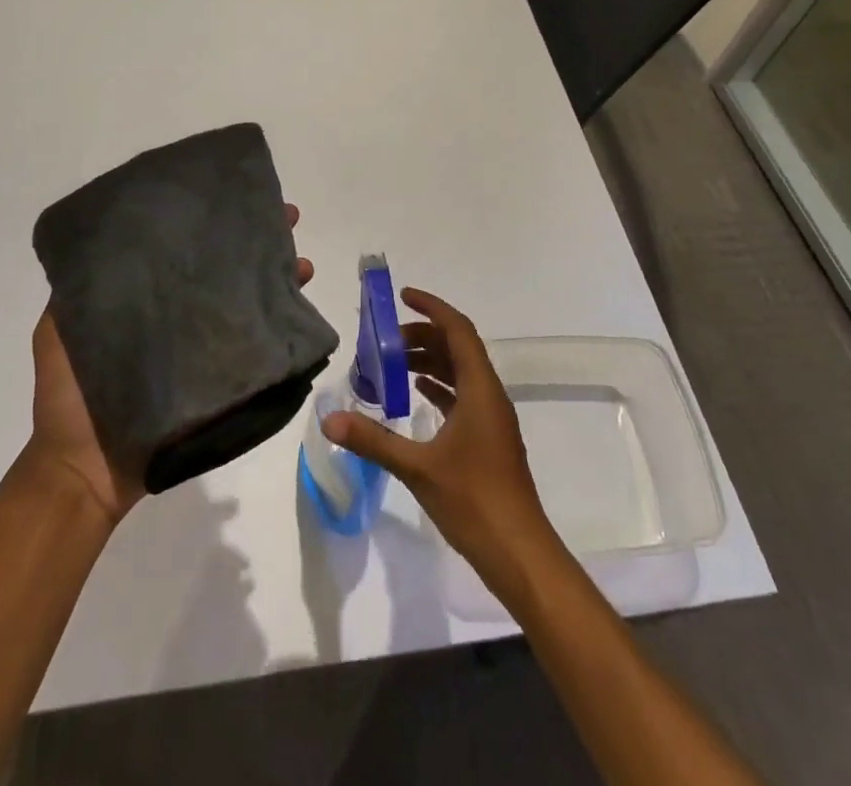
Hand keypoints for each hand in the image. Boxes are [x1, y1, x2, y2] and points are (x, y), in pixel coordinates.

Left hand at [25, 203, 315, 529]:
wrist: (83, 473)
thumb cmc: (68, 399)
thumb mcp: (58, 333)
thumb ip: (74, 295)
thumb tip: (98, 239)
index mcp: (148, 301)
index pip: (185, 250)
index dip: (210, 222)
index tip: (233, 196)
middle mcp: (181, 319)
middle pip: (225, 270)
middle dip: (257, 243)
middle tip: (287, 219)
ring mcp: (204, 353)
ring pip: (248, 303)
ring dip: (278, 279)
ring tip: (302, 263)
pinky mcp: (222, 385)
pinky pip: (255, 350)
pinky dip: (281, 328)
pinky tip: (300, 310)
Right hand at [322, 288, 561, 603]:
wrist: (520, 554)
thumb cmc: (474, 500)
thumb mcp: (418, 467)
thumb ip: (374, 439)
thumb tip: (330, 418)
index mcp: (480, 389)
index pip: (458, 330)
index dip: (432, 308)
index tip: (403, 296)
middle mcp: (489, 396)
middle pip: (458, 348)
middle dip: (423, 336)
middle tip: (385, 341)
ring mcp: (491, 419)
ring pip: (460, 373)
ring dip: (430, 362)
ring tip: (392, 364)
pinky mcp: (488, 440)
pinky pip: (462, 397)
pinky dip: (438, 388)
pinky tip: (415, 394)